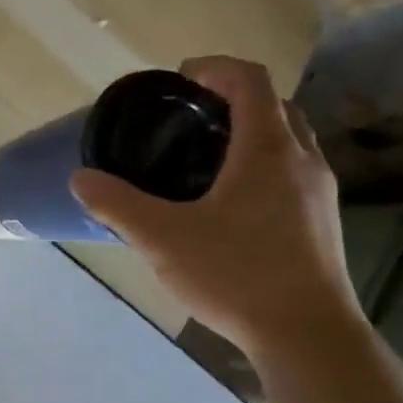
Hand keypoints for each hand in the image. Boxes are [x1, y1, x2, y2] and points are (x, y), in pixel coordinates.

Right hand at [71, 56, 366, 365]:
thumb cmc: (236, 275)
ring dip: (251, 134)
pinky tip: (231, 207)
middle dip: (232, 100)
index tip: (179, 81)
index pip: (250, 79)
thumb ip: (118, 205)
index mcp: (267, 149)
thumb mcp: (163, 239)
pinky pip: (292, 174)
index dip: (214, 68)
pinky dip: (262, 167)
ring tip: (205, 161)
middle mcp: (302, 160)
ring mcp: (319, 192)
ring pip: (287, 141)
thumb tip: (81, 178)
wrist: (306, 334)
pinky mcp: (321, 223)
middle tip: (189, 121)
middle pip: (273, 106)